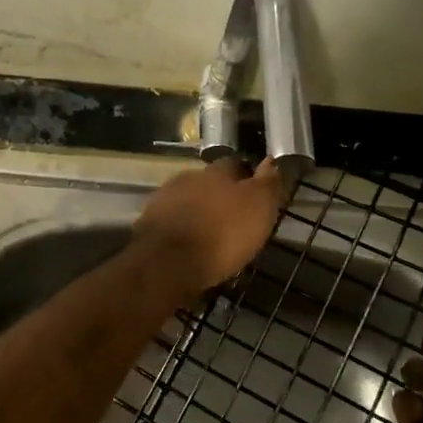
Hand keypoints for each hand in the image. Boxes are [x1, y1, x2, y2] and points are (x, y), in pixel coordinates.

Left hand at [133, 157, 287, 301]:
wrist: (167, 261)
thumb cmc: (221, 234)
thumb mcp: (258, 208)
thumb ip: (267, 184)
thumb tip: (272, 161)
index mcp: (217, 172)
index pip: (236, 165)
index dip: (247, 178)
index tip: (255, 194)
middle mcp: (189, 178)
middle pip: (209, 182)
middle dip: (220, 196)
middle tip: (233, 217)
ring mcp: (165, 199)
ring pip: (189, 201)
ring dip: (200, 213)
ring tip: (212, 234)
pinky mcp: (149, 223)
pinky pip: (173, 222)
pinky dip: (183, 229)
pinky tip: (190, 245)